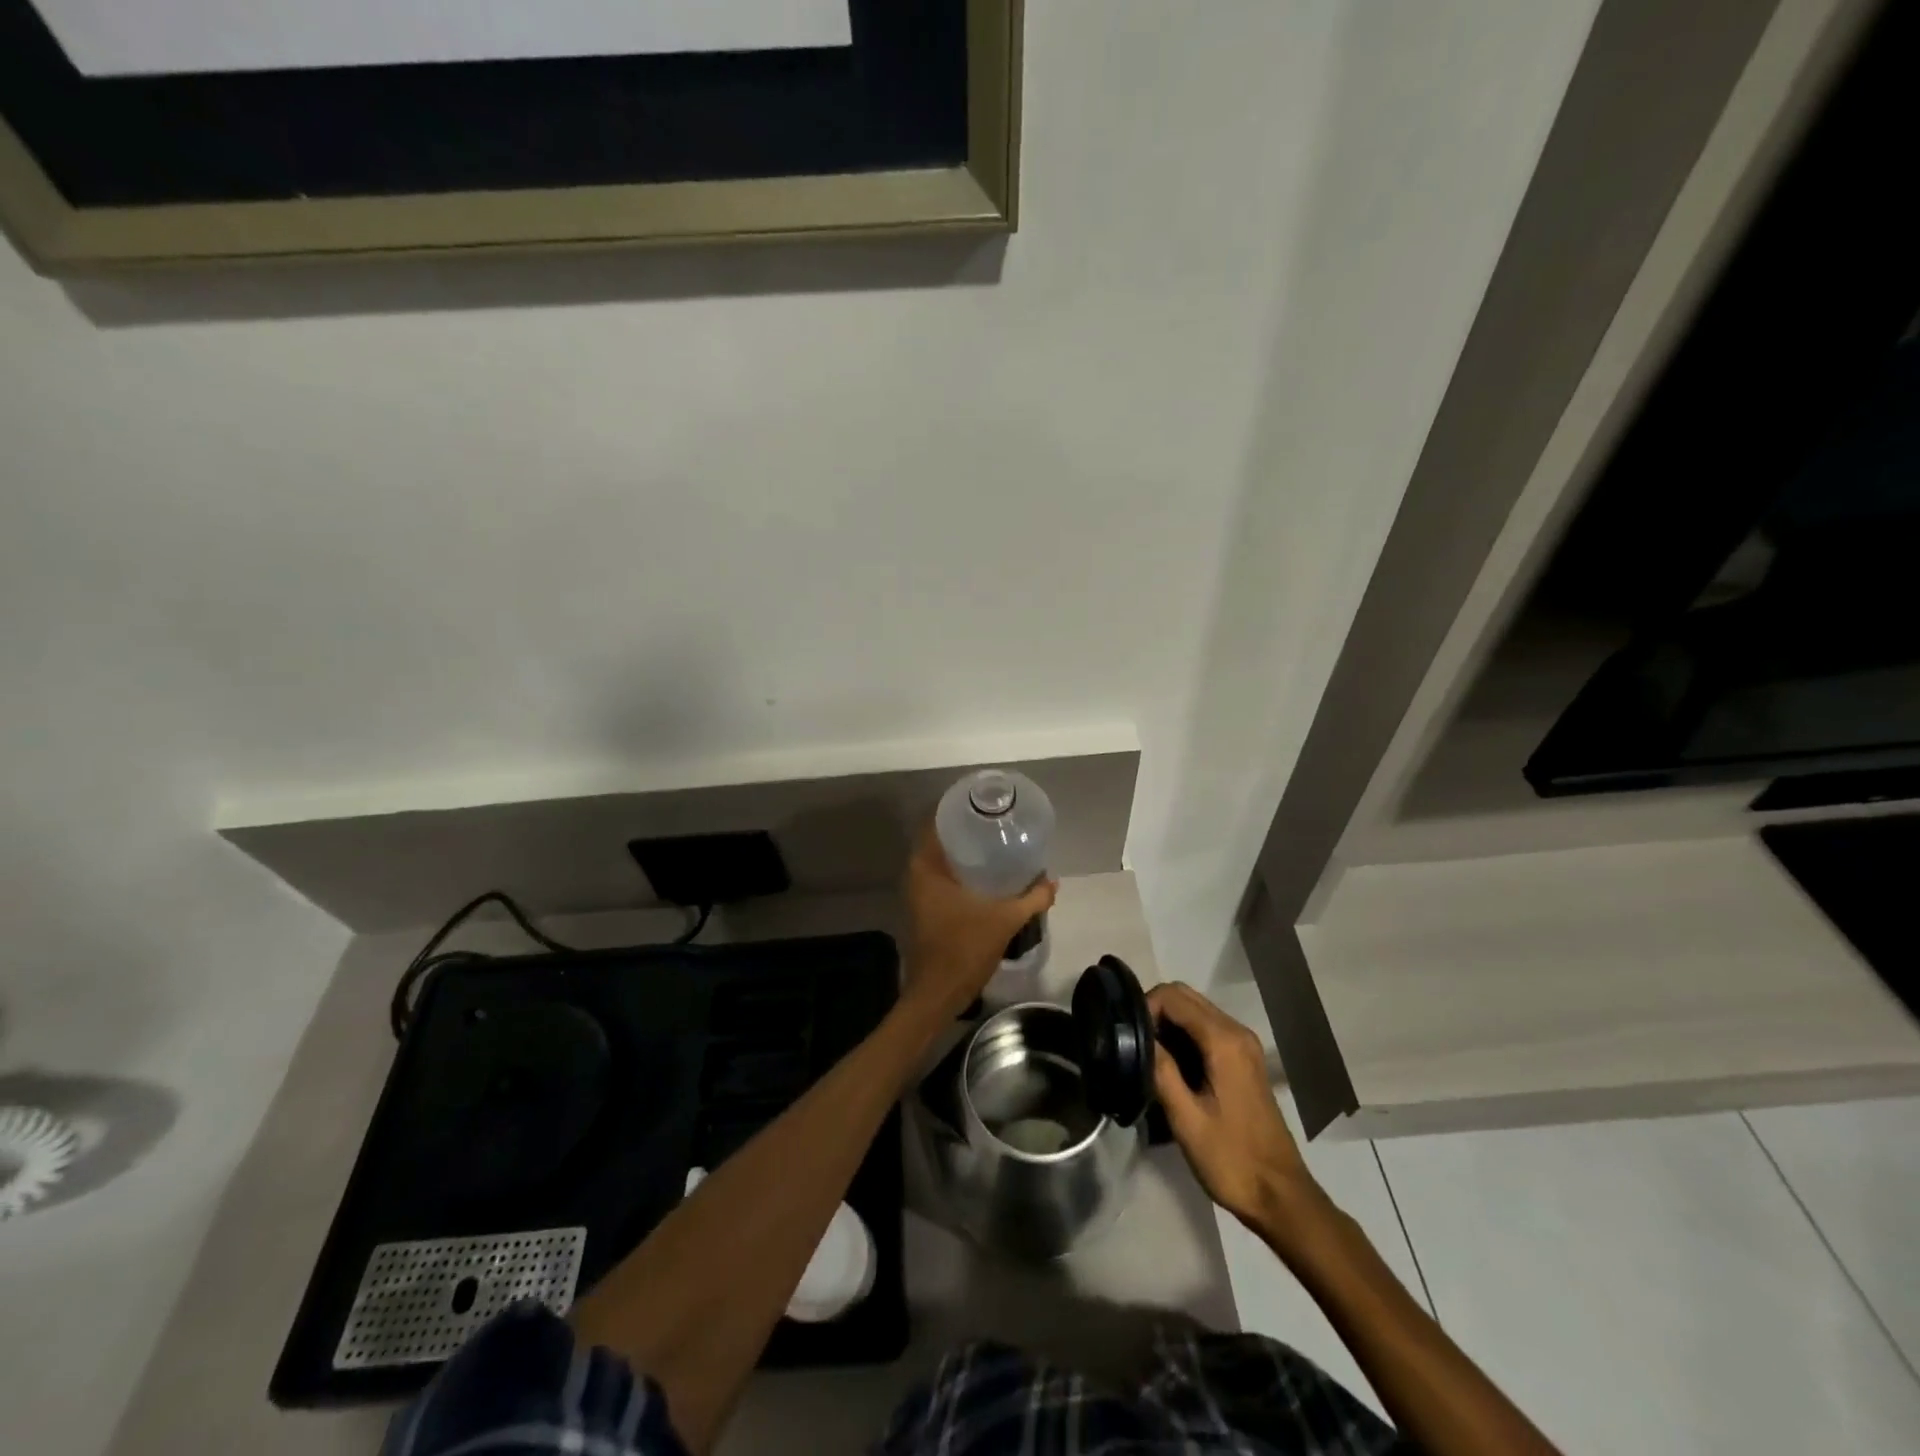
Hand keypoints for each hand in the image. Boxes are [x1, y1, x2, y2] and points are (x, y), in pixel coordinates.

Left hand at [903, 825, 1055, 1015]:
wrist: (938, 994)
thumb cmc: (965, 949)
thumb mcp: (1005, 920)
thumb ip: (1032, 898)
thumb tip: (1052, 881)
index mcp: (926, 867)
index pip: (936, 822)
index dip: (958, 809)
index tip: (983, 803)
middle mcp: (917, 875)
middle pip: (941, 840)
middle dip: (968, 831)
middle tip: (997, 824)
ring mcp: (919, 894)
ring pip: (942, 862)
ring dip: (965, 854)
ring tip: (997, 845)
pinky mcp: (926, 909)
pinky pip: (944, 879)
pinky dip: (962, 874)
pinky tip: (987, 877)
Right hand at [1148, 982, 1327, 1243]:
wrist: (1280, 1195)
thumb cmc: (1231, 1158)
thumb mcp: (1186, 1119)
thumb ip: (1161, 1070)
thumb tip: (1135, 1035)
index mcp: (1224, 1041)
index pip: (1173, 997)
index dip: (1144, 1007)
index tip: (1126, 1037)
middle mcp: (1236, 1032)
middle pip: (1184, 996)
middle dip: (1154, 1010)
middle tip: (1133, 1043)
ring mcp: (1243, 1045)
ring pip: (1194, 1010)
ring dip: (1167, 1022)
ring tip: (1146, 1054)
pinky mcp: (1243, 1059)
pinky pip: (1205, 1028)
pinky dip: (1182, 1033)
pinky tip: (1169, 1064)